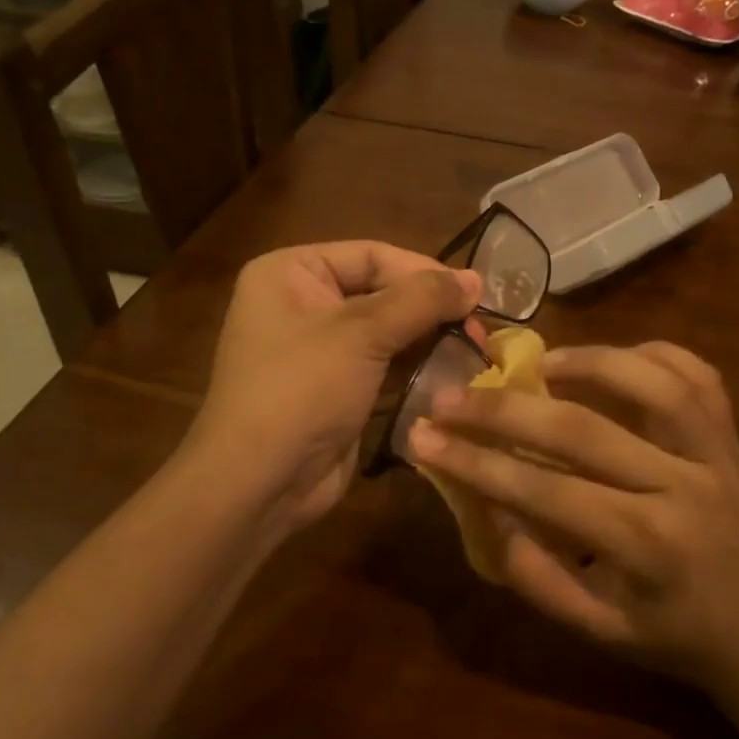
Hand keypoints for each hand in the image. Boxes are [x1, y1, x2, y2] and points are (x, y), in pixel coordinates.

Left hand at [186, 241, 478, 539]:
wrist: (259, 484)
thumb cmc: (302, 390)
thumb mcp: (363, 334)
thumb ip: (422, 300)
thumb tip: (476, 279)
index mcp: (291, 272)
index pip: (372, 255)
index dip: (425, 271)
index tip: (475, 293)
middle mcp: (301, 303)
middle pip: (381, 291)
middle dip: (430, 309)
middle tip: (479, 327)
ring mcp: (317, 349)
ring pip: (386, 331)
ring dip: (428, 339)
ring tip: (475, 349)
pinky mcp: (335, 387)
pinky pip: (382, 365)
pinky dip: (414, 367)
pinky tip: (451, 374)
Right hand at [408, 342, 738, 717]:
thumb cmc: (678, 639)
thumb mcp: (598, 631)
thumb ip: (537, 575)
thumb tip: (484, 507)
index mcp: (645, 548)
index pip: (546, 492)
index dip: (478, 462)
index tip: (424, 437)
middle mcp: (684, 489)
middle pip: (584, 429)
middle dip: (505, 409)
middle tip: (452, 395)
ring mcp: (717, 455)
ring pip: (652, 382)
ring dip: (586, 361)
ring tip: (538, 363)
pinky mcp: (734, 438)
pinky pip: (696, 375)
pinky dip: (650, 354)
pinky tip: (609, 360)